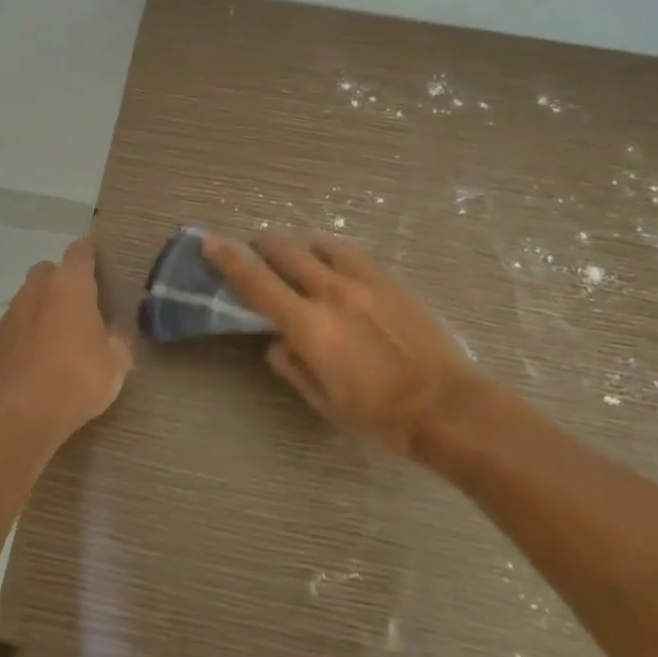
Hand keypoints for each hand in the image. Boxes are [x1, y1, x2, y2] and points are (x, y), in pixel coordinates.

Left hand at [0, 236, 133, 448]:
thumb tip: (116, 332)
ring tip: (58, 335)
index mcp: (70, 286)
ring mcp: (9, 318)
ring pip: (26, 300)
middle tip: (80, 303)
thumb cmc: (78, 377)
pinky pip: (13, 332)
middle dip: (61, 280)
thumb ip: (118, 340)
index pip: (80, 252)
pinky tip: (36, 361)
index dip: (90, 252)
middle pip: (47, 271)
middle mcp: (35, 291)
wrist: (22, 415)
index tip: (99, 258)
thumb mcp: (116, 362)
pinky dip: (24, 338)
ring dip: (40, 310)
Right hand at [202, 232, 489, 460]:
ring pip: (320, 244)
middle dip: (262, 246)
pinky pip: (351, 254)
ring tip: (297, 258)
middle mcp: (332, 292)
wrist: (447, 406)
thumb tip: (275, 342)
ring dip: (299, 247)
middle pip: (286, 252)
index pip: (257, 283)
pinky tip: (334, 267)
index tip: (209, 241)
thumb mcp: (323, 401)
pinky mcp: (390, 281)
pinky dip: (331, 253)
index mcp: (309, 325)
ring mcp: (365, 281)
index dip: (228, 260)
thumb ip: (292, 366)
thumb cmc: (378, 414)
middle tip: (254, 252)